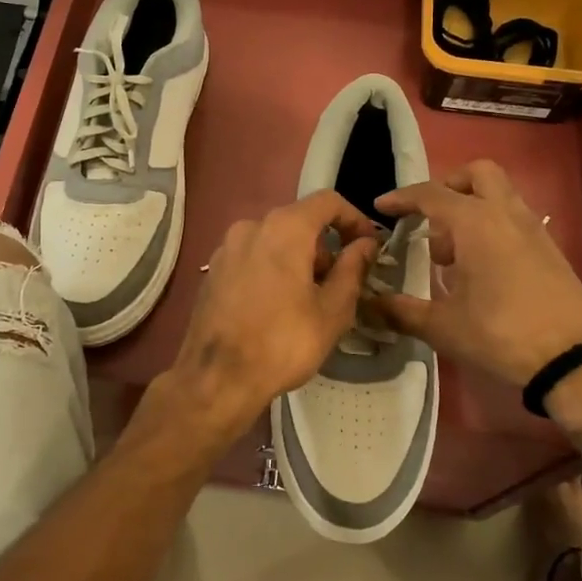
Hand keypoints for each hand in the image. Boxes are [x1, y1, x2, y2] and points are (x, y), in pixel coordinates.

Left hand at [151, 191, 381, 452]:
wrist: (217, 379)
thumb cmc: (283, 342)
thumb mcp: (333, 310)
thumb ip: (353, 269)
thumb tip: (365, 244)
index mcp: (284, 228)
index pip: (328, 202)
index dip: (354, 218)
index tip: (369, 246)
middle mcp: (251, 226)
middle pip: (299, 222)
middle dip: (326, 247)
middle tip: (341, 284)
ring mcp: (226, 247)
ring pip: (274, 241)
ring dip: (299, 260)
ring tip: (310, 301)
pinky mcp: (213, 270)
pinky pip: (252, 257)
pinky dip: (272, 269)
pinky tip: (278, 307)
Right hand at [373, 160, 581, 386]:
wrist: (574, 360)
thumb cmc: (500, 334)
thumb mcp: (442, 326)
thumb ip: (402, 311)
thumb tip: (371, 304)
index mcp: (475, 222)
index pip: (430, 194)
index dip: (402, 198)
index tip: (381, 207)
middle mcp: (505, 214)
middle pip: (476, 174)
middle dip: (448, 187)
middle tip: (430, 219)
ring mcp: (533, 229)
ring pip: (499, 195)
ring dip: (471, 208)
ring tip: (451, 254)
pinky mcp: (550, 249)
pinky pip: (513, 220)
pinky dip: (491, 227)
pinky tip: (480, 269)